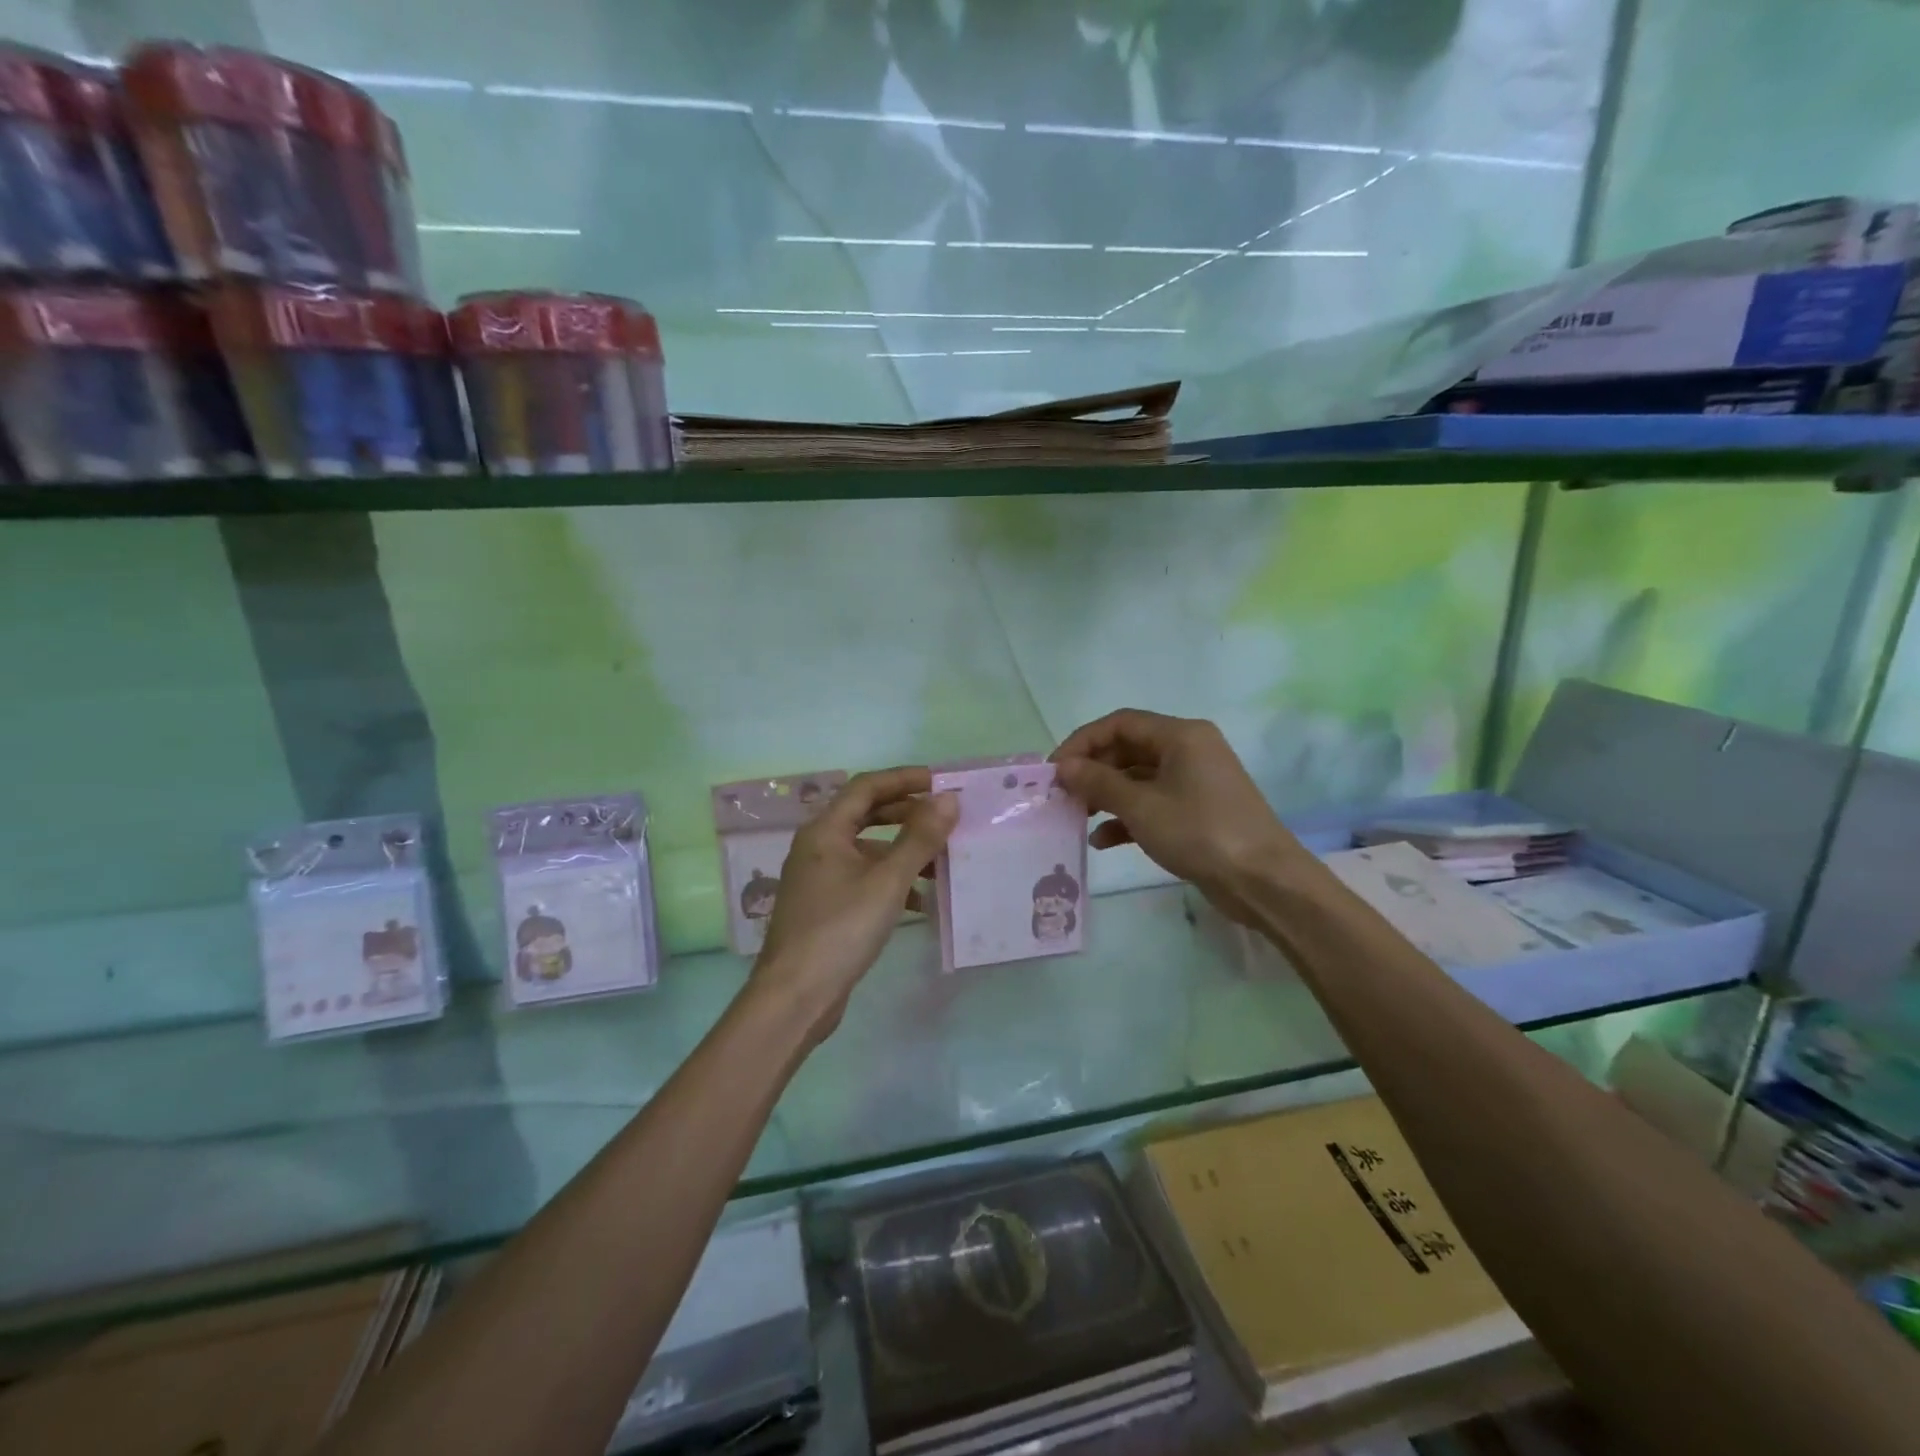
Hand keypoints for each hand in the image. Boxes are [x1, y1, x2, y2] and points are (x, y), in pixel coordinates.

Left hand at [752, 767, 957, 1042]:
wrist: (795, 997)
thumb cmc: (841, 929)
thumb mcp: (888, 881)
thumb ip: (920, 838)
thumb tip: (948, 799)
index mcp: (825, 831)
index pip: (866, 787)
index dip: (904, 779)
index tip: (940, 782)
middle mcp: (817, 847)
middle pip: (866, 815)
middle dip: (906, 814)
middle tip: (944, 819)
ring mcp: (818, 879)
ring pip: (867, 850)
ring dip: (903, 851)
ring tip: (941, 863)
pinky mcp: (824, 907)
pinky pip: (863, 879)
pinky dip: (891, 881)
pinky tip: (919, 901)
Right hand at [1051, 710, 1299, 923]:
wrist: (1263, 881)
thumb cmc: (1200, 832)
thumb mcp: (1141, 806)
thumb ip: (1098, 783)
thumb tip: (1064, 767)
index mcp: (1181, 735)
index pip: (1120, 723)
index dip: (1082, 742)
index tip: (1054, 770)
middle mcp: (1189, 750)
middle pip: (1128, 749)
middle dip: (1093, 770)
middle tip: (1062, 795)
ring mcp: (1194, 781)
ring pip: (1138, 778)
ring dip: (1106, 795)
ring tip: (1077, 816)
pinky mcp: (1196, 810)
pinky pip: (1153, 802)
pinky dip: (1127, 816)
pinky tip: (1103, 840)